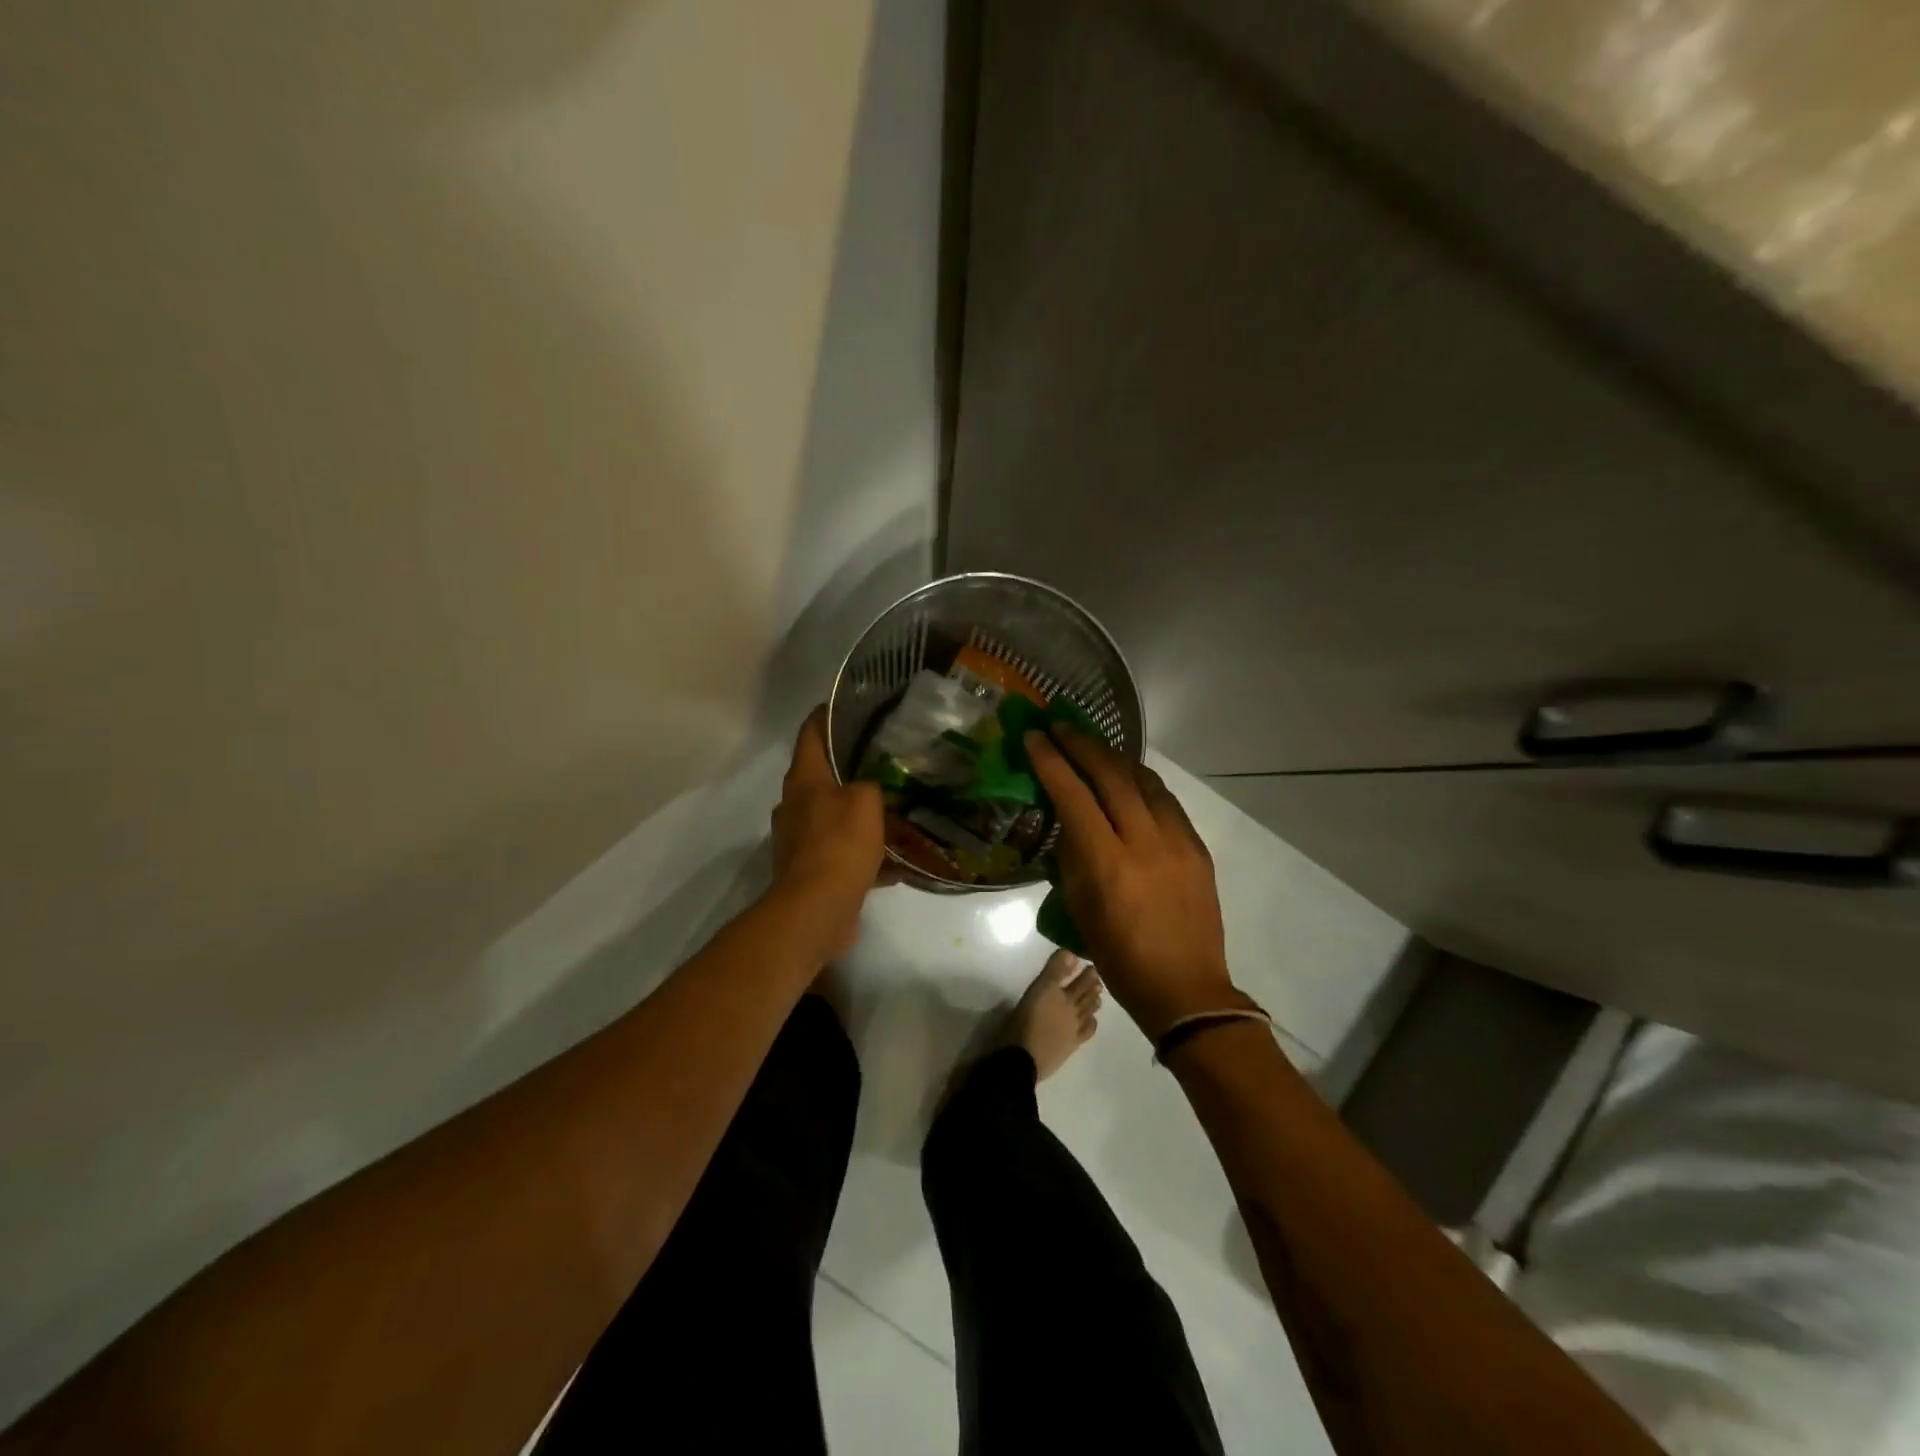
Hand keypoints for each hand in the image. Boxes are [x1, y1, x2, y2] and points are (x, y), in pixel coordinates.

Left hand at [769, 706, 885, 957]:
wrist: (816, 909)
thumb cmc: (839, 845)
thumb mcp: (866, 801)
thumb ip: (871, 783)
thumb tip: (870, 786)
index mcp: (803, 779)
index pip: (811, 732)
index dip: (828, 714)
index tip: (852, 704)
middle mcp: (795, 804)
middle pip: (822, 774)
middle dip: (851, 766)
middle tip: (886, 758)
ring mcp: (800, 839)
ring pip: (834, 814)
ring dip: (860, 812)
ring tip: (895, 807)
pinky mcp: (811, 869)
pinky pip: (841, 851)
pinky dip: (864, 852)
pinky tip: (895, 859)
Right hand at [1025, 726, 1240, 1038]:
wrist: (1186, 989)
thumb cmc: (1120, 957)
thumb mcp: (1080, 909)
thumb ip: (1074, 857)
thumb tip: (1070, 820)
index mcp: (1108, 863)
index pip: (1074, 795)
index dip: (1051, 761)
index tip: (1034, 736)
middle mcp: (1145, 842)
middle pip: (1111, 775)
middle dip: (1082, 744)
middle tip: (1060, 725)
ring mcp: (1178, 841)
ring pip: (1144, 780)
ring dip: (1114, 757)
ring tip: (1092, 744)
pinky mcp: (1197, 847)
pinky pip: (1166, 800)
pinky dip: (1142, 781)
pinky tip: (1129, 777)